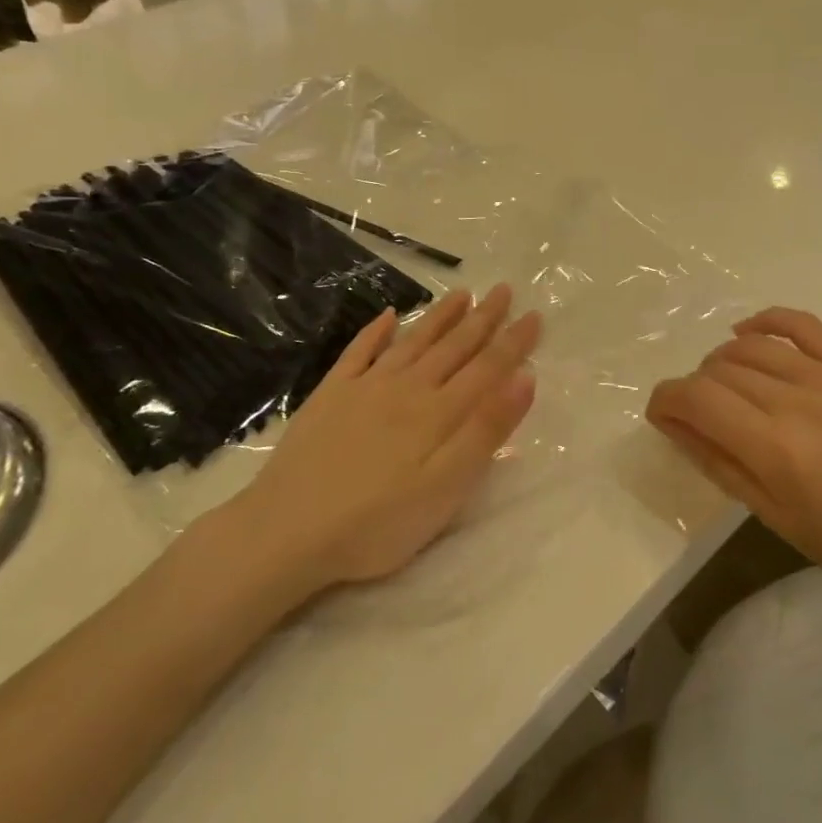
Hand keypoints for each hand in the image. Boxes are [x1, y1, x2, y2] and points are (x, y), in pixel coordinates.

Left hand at [206, 285, 540, 607]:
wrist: (286, 532)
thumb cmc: (377, 522)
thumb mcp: (446, 488)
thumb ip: (486, 431)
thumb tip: (524, 378)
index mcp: (439, 413)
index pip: (488, 368)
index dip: (514, 342)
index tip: (535, 315)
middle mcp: (407, 389)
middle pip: (454, 347)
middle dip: (483, 318)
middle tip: (503, 290)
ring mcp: (365, 388)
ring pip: (413, 342)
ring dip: (440, 317)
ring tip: (462, 293)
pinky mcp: (330, 396)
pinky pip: (358, 353)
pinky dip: (375, 332)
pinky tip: (387, 315)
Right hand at [645, 307, 821, 624]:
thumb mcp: (773, 516)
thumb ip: (718, 462)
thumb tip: (672, 422)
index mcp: (777, 449)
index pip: (698, 399)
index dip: (665, 399)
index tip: (659, 412)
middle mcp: (799, 402)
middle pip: (720, 370)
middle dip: (694, 388)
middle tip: (697, 414)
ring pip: (752, 347)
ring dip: (722, 361)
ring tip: (722, 385)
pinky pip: (802, 324)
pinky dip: (766, 321)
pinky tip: (746, 332)